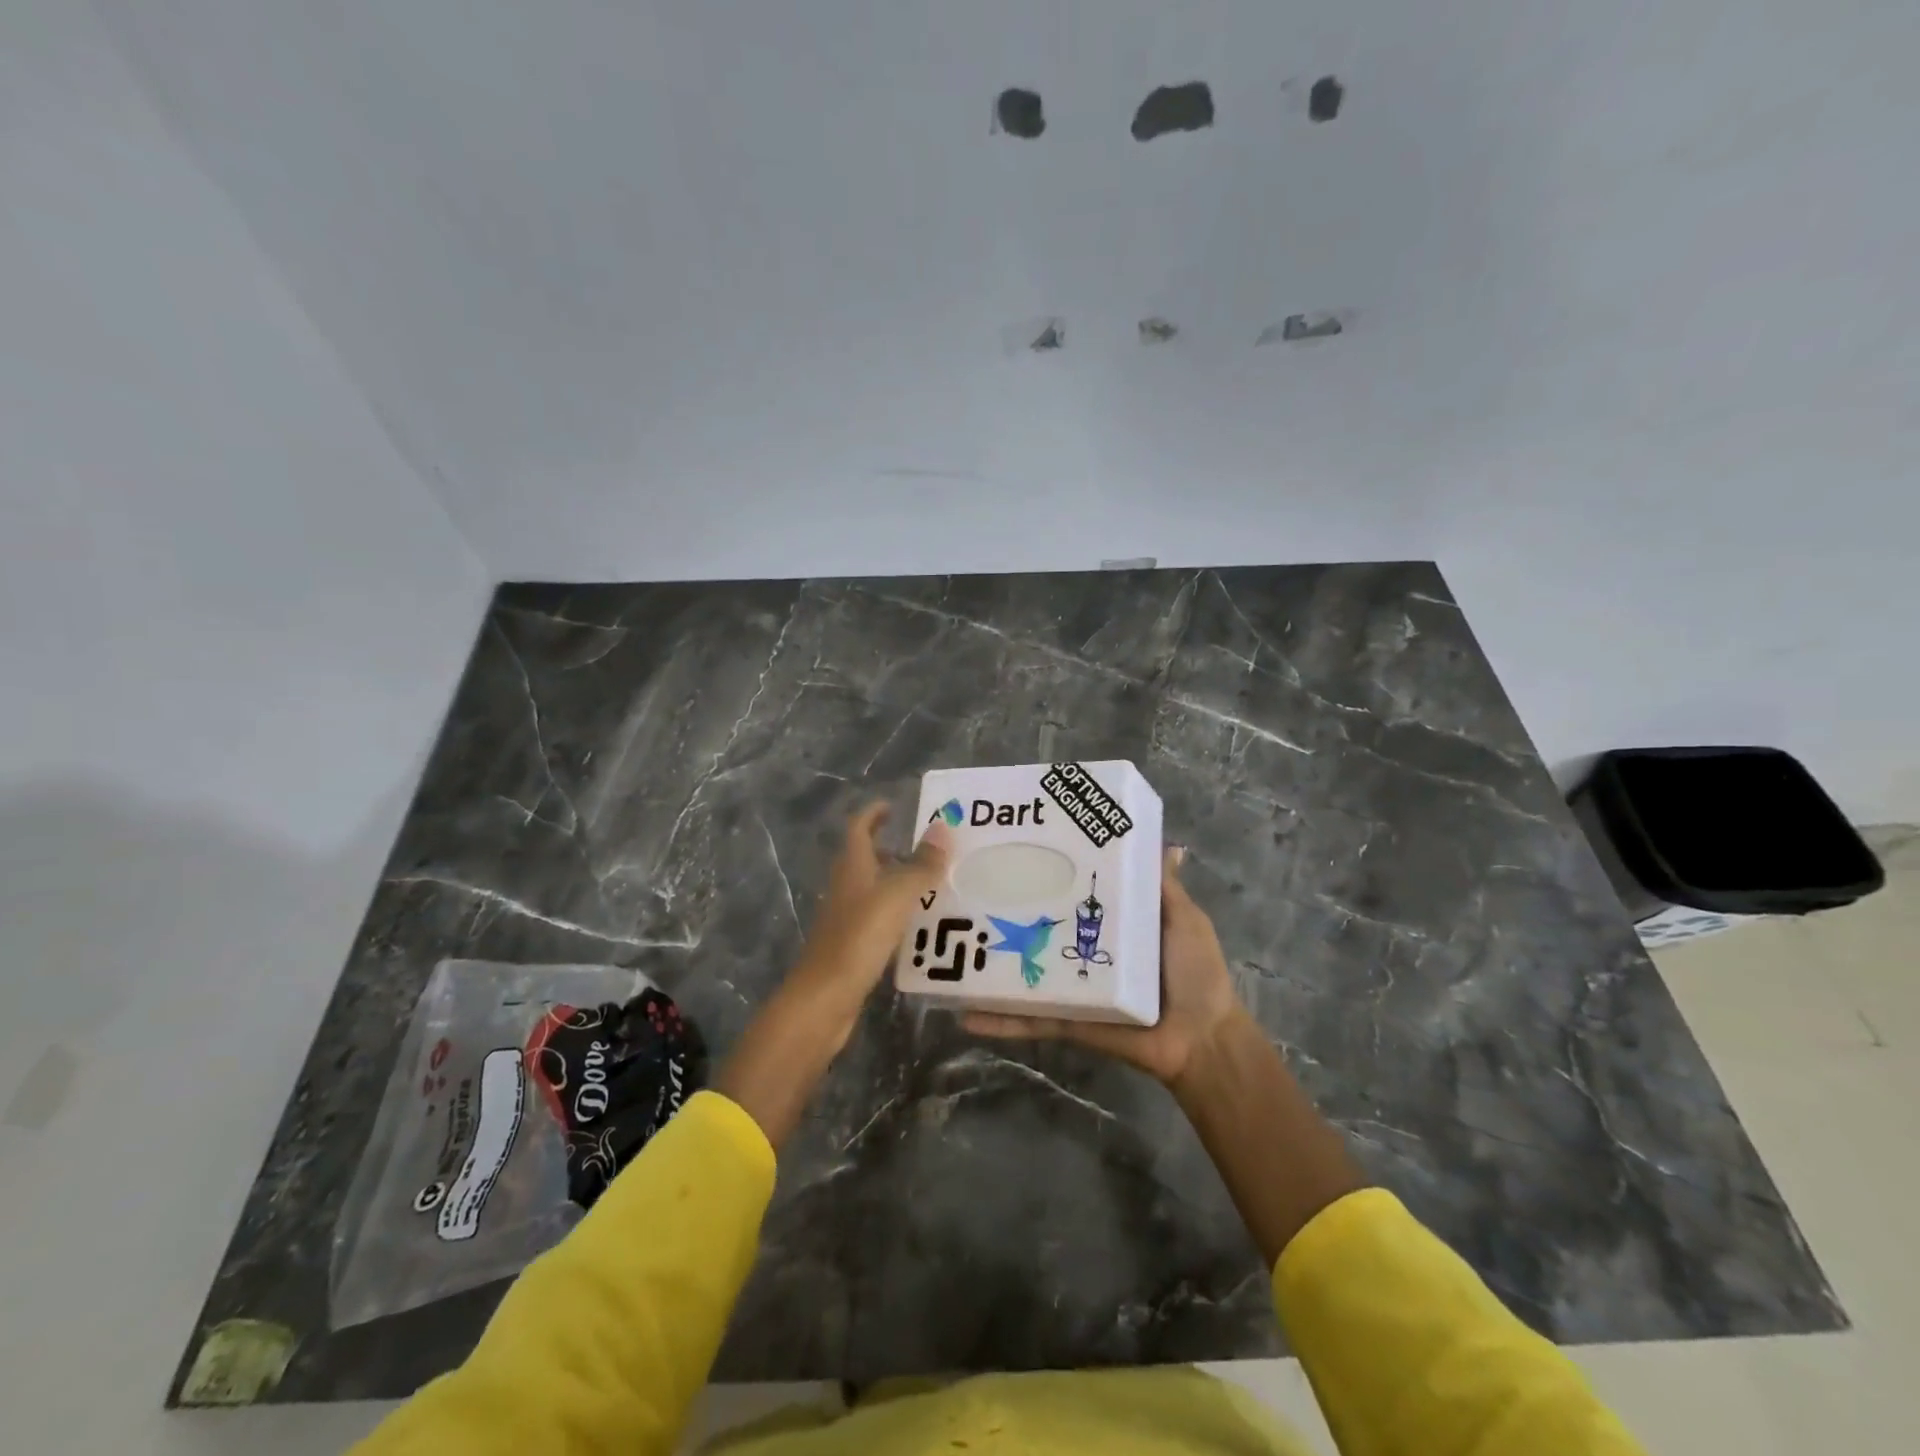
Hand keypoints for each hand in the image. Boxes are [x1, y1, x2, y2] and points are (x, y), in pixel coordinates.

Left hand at [788, 802, 953, 1018]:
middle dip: (891, 848)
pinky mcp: (852, 946)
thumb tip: (943, 826)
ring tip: (933, 883)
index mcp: (852, 867)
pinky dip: (897, 913)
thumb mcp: (897, 895)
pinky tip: (920, 925)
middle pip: (865, 858)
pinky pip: (877, 918)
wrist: (824, 998)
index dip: (873, 813)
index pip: (859, 828)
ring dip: (897, 881)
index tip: (893, 806)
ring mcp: (846, 918)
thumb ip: (922, 863)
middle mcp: (846, 887)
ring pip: (873, 889)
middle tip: (927, 847)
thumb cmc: (859, 937)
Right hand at [964, 846, 1244, 1084]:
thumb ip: (1164, 888)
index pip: (1069, 894)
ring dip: (990, 966)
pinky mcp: (1066, 1021)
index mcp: (1107, 925)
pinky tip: (964, 1013)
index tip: (1016, 846)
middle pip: (1037, 930)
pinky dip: (999, 1019)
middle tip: (964, 888)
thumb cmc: (1194, 972)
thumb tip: (1169, 846)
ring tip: (948, 947)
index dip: (1046, 872)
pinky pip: (1030, 1020)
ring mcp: (1070, 988)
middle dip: (1005, 914)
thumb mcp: (1183, 920)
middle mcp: (1082, 951)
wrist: (1202, 1040)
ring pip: (1022, 973)